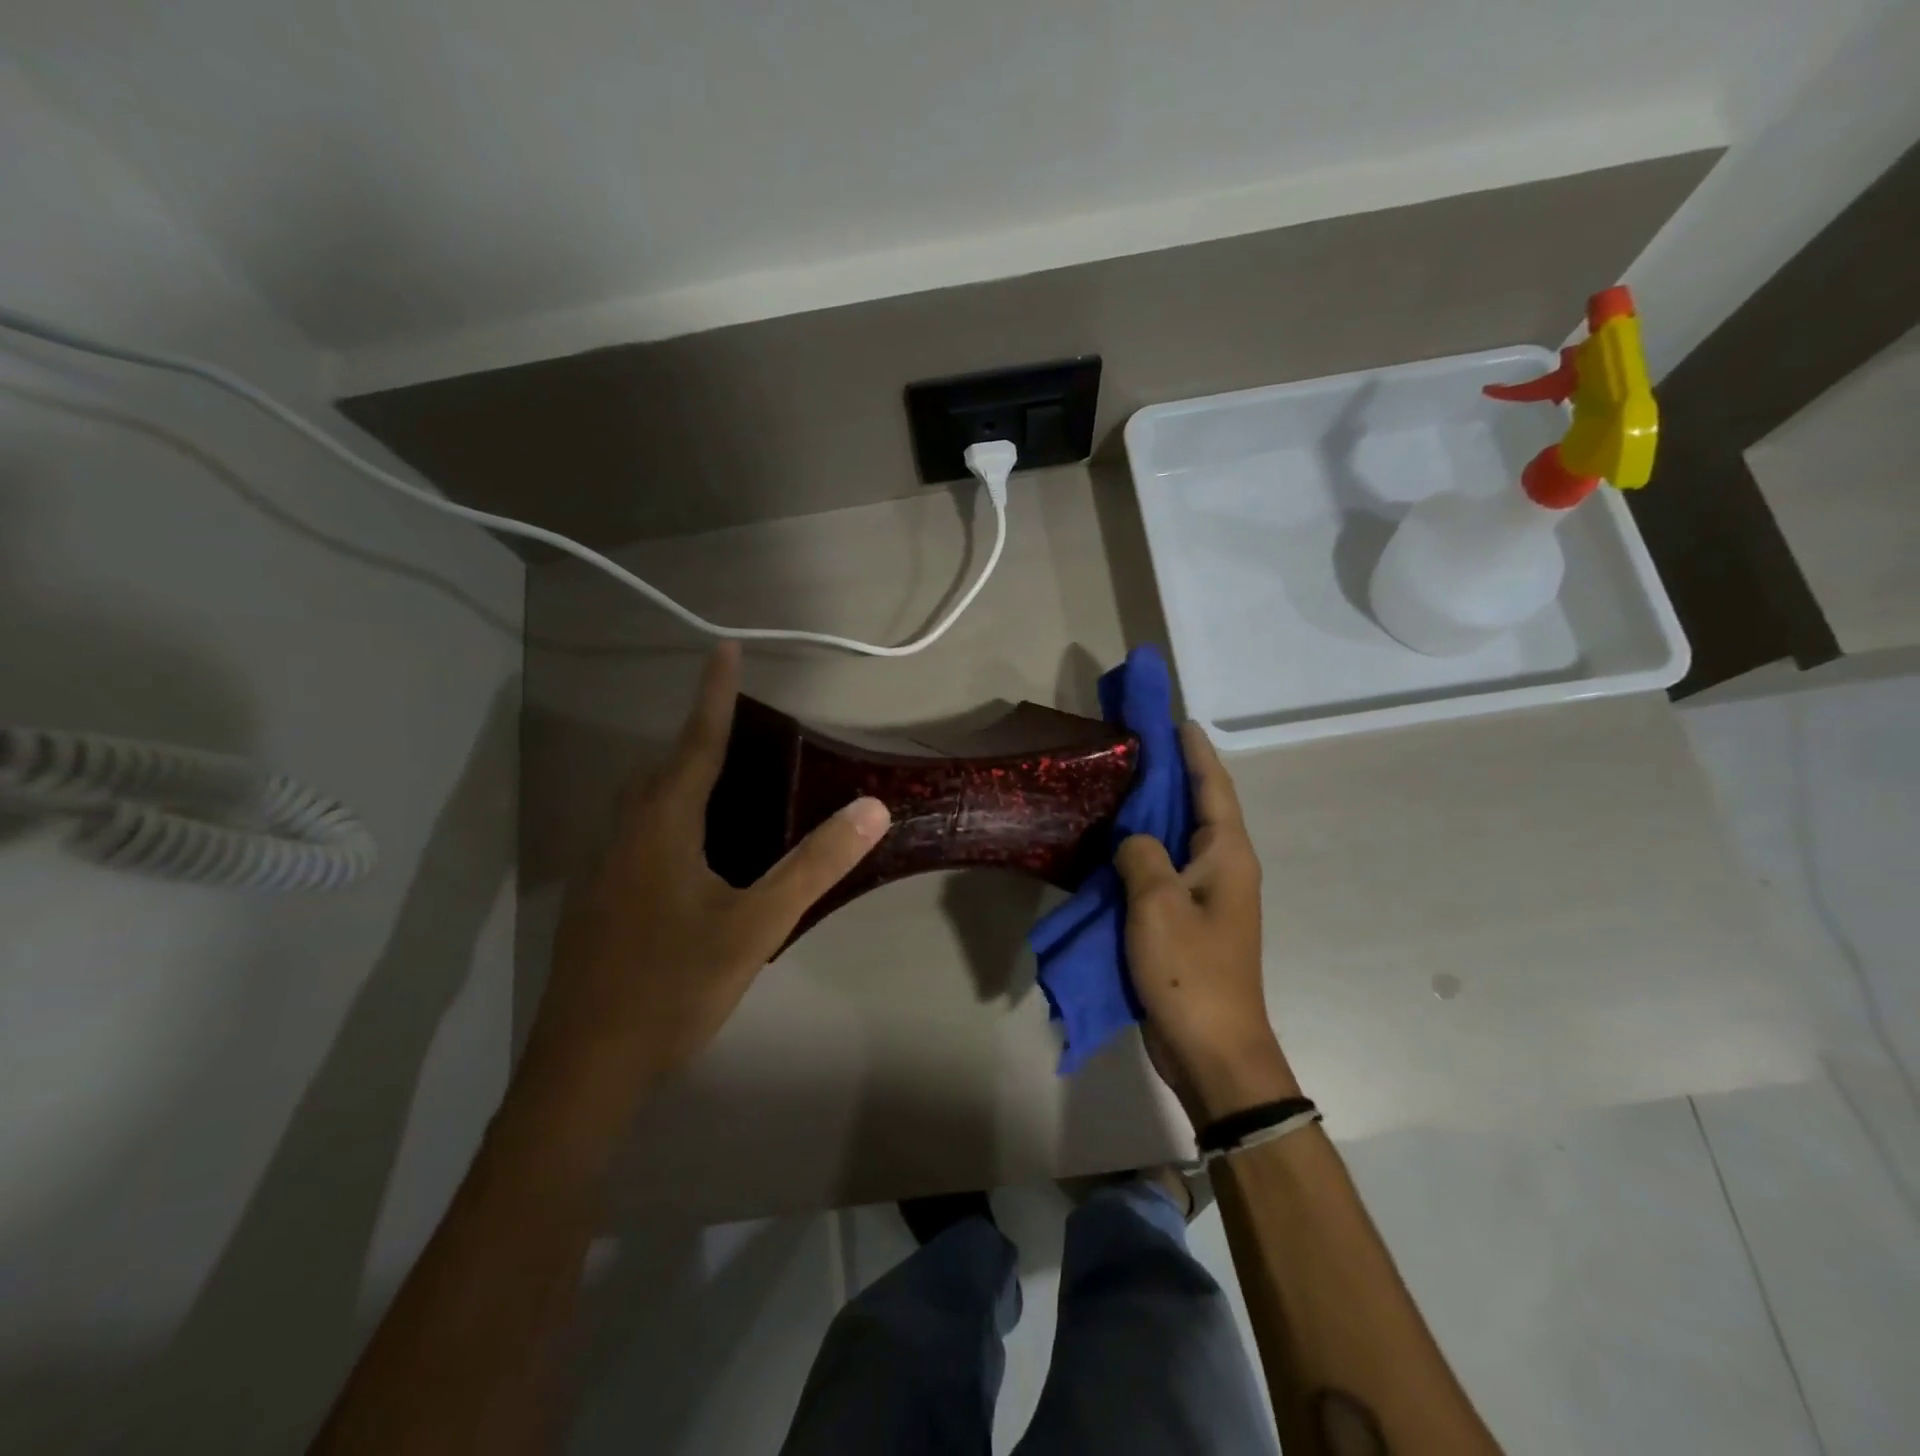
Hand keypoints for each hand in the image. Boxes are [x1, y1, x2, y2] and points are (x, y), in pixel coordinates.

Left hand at [521, 642, 889, 1128]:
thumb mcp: (756, 925)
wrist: (585, 1068)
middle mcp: (624, 834)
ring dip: (676, 776)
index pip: (696, 743)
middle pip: (661, 767)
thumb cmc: (673, 986)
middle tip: (737, 728)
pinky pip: (633, 832)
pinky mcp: (595, 900)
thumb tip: (871, 808)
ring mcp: (602, 868)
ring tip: (720, 782)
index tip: (723, 647)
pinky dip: (665, 816)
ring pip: (640, 801)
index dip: (714, 695)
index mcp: (661, 826)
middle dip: (696, 736)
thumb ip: (814, 865)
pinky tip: (689, 853)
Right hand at [1116, 722, 1297, 1124]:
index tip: (1176, 720)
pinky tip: (1113, 845)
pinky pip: (1163, 872)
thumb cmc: (1190, 972)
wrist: (1212, 1050)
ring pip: (1178, 841)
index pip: (1213, 787)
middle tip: (1136, 747)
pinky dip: (1142, 851)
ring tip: (1120, 786)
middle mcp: (1223, 869)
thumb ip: (1141, 855)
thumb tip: (1133, 841)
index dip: (1195, 752)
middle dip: (1172, 775)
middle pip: (1198, 808)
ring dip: (1154, 813)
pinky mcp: (1187, 923)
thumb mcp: (1157, 904)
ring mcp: (1206, 898)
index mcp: (1227, 856)